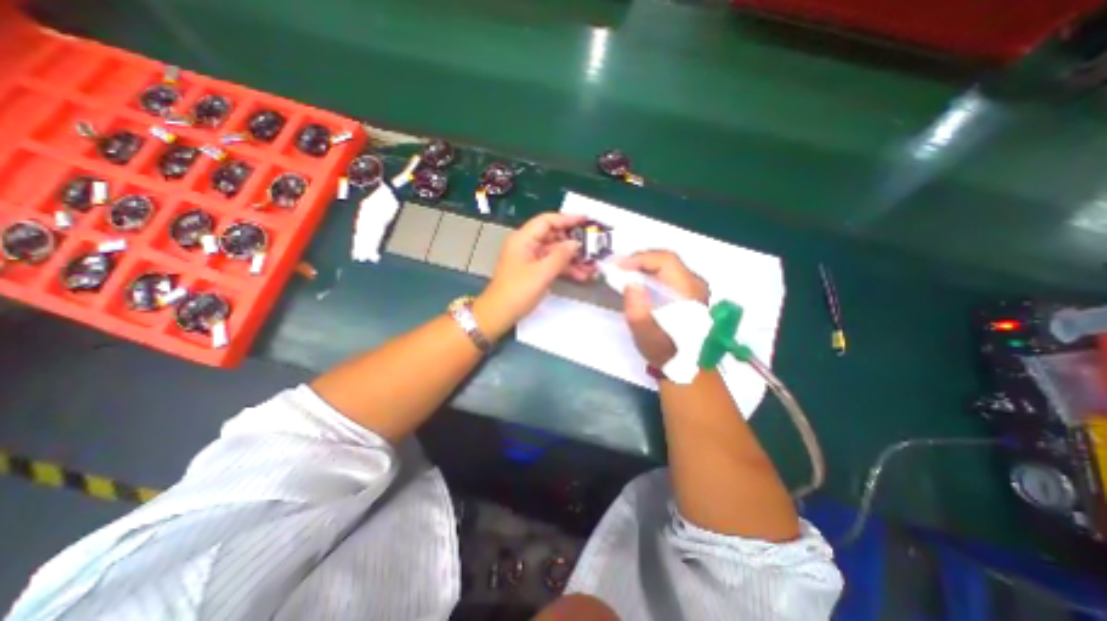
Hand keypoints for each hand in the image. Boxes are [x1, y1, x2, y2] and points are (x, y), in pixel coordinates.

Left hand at [476, 214, 596, 340]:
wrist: (499, 314)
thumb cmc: (516, 292)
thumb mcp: (541, 273)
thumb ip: (560, 256)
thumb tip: (576, 243)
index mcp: (523, 239)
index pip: (547, 221)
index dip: (567, 219)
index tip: (586, 221)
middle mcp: (526, 245)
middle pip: (553, 236)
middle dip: (573, 243)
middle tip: (593, 247)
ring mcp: (530, 258)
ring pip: (555, 252)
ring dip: (572, 259)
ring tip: (591, 266)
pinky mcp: (533, 271)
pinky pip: (552, 264)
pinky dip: (565, 268)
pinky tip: (581, 275)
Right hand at [621, 249, 709, 367]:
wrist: (686, 366)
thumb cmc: (665, 351)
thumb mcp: (646, 334)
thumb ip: (636, 308)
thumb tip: (630, 283)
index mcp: (687, 290)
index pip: (664, 260)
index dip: (639, 258)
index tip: (619, 266)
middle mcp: (694, 284)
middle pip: (665, 260)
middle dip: (639, 261)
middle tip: (618, 268)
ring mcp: (694, 287)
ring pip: (666, 265)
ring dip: (644, 267)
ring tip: (624, 273)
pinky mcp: (690, 293)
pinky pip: (668, 275)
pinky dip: (650, 274)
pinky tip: (638, 282)